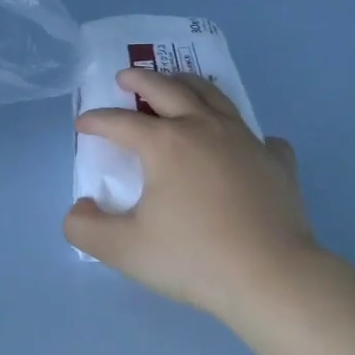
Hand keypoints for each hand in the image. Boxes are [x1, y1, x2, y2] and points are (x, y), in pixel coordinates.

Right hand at [65, 69, 316, 318]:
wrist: (272, 277)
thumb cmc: (193, 258)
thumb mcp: (124, 249)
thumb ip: (86, 228)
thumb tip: (78, 209)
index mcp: (165, 143)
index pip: (120, 122)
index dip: (96, 120)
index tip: (82, 123)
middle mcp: (204, 128)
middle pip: (167, 89)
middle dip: (141, 79)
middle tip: (126, 76)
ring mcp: (245, 140)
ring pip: (213, 96)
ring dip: (188, 84)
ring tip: (177, 83)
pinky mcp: (276, 160)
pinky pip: (257, 135)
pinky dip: (242, 132)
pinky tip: (241, 144)